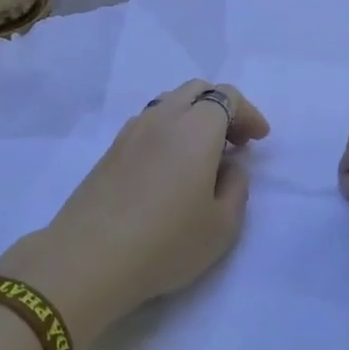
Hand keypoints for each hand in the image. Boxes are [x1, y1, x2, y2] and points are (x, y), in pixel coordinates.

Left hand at [0, 80, 269, 346]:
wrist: (89, 258)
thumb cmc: (166, 243)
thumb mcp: (222, 225)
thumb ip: (236, 187)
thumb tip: (229, 165)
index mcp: (195, 128)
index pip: (226, 97)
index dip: (248, 114)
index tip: (259, 140)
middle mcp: (162, 118)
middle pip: (196, 90)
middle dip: (222, 108)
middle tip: (236, 142)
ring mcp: (131, 131)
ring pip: (169, 103)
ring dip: (193, 117)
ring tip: (204, 153)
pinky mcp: (111, 150)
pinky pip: (149, 123)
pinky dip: (169, 130)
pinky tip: (171, 165)